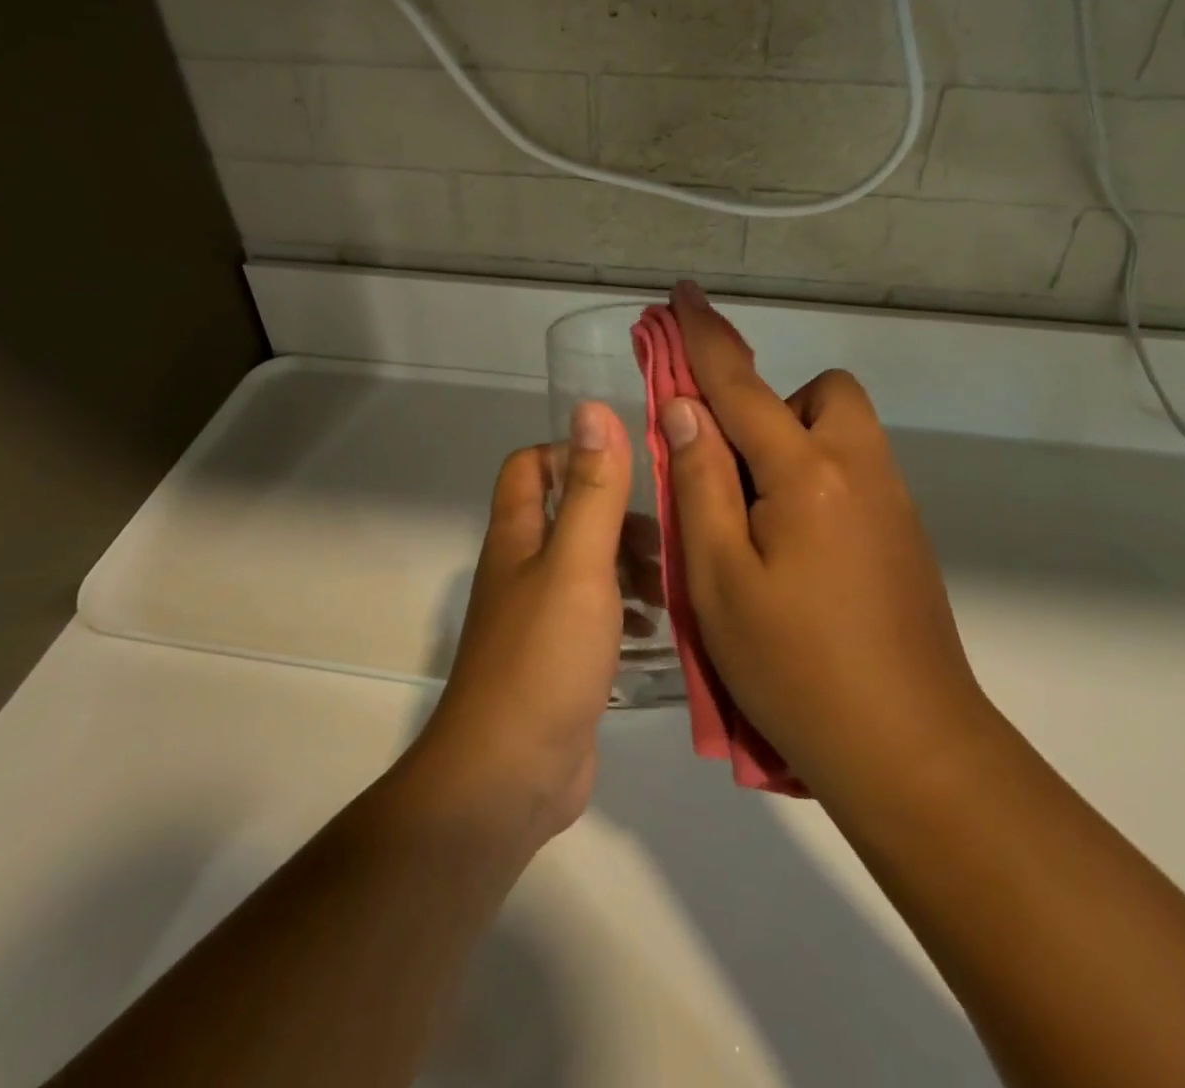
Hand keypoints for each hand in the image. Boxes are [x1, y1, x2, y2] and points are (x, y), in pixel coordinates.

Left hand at [404, 401, 630, 848]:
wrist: (510, 776)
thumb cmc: (544, 657)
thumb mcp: (578, 563)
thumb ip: (592, 489)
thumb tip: (592, 409)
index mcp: (518, 536)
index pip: (531, 465)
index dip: (572, 452)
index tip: (629, 466)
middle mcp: (525, 568)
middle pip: (570, 515)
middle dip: (620, 515)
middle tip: (671, 537)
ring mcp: (542, 616)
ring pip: (590, 566)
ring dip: (632, 565)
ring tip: (674, 585)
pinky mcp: (563, 659)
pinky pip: (600, 615)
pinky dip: (630, 610)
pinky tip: (662, 629)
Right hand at [661, 283, 992, 803]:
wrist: (910, 750)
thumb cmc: (795, 667)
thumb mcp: (719, 578)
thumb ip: (700, 481)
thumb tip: (684, 408)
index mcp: (806, 473)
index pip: (741, 384)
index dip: (704, 337)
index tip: (682, 294)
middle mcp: (860, 468)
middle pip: (820, 394)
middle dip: (771, 407)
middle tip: (734, 472)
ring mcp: (893, 501)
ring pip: (841, 432)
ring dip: (793, 446)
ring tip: (758, 520)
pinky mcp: (906, 535)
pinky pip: (855, 472)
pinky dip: (816, 480)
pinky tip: (796, 552)